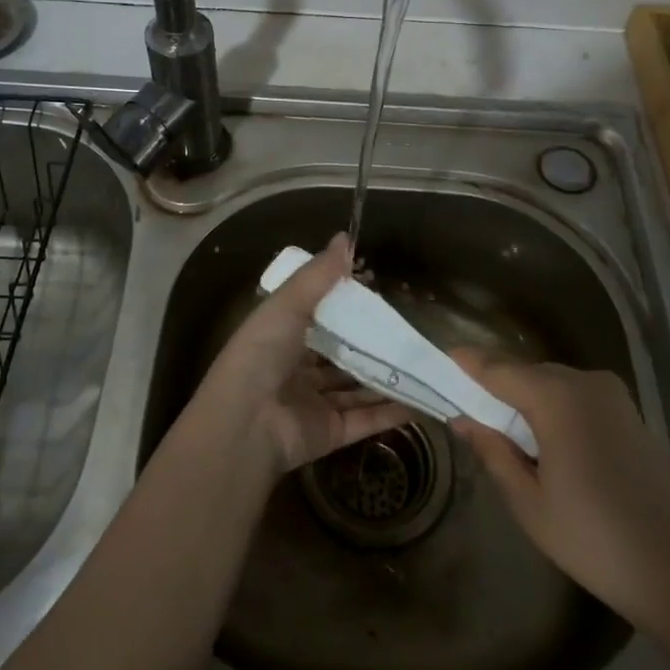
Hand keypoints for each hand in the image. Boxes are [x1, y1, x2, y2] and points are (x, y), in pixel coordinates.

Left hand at [193, 234, 409, 475]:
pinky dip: (392, 411)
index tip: (378, 292)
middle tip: (408, 329)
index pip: (317, 318)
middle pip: (341, 354)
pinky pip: (366, 419)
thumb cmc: (261, 353)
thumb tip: (345, 237)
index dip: (345, 306)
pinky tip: (423, 398)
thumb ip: (318, 275)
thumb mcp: (287, 304)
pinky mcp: (330, 432)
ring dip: (387, 377)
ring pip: (357, 387)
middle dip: (371, 344)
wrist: (245, 423)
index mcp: (281, 336)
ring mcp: (314, 403)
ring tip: (424, 362)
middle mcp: (297, 369)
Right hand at [448, 349, 669, 625]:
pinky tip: (544, 443)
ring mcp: (613, 397)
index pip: (496, 368)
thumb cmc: (596, 539)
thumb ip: (493, 451)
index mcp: (556, 397)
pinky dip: (552, 409)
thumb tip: (463, 419)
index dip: (465, 364)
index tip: (437, 360)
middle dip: (494, 386)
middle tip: (465, 410)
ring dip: (524, 399)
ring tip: (502, 432)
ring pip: (552, 383)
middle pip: (525, 372)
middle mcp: (585, 382)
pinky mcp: (630, 415)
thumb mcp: (529, 501)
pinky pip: (576, 398)